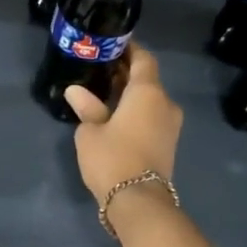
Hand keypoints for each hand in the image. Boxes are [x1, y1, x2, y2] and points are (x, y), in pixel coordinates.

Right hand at [65, 44, 182, 210]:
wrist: (139, 201)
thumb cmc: (112, 158)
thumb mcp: (90, 132)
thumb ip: (86, 108)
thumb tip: (76, 91)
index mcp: (148, 92)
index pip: (143, 59)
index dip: (129, 49)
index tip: (112, 44)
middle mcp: (165, 103)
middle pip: (148, 79)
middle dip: (126, 72)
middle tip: (101, 68)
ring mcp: (170, 125)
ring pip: (150, 99)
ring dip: (131, 93)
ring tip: (104, 92)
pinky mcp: (168, 143)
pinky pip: (152, 116)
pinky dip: (136, 110)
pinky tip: (115, 114)